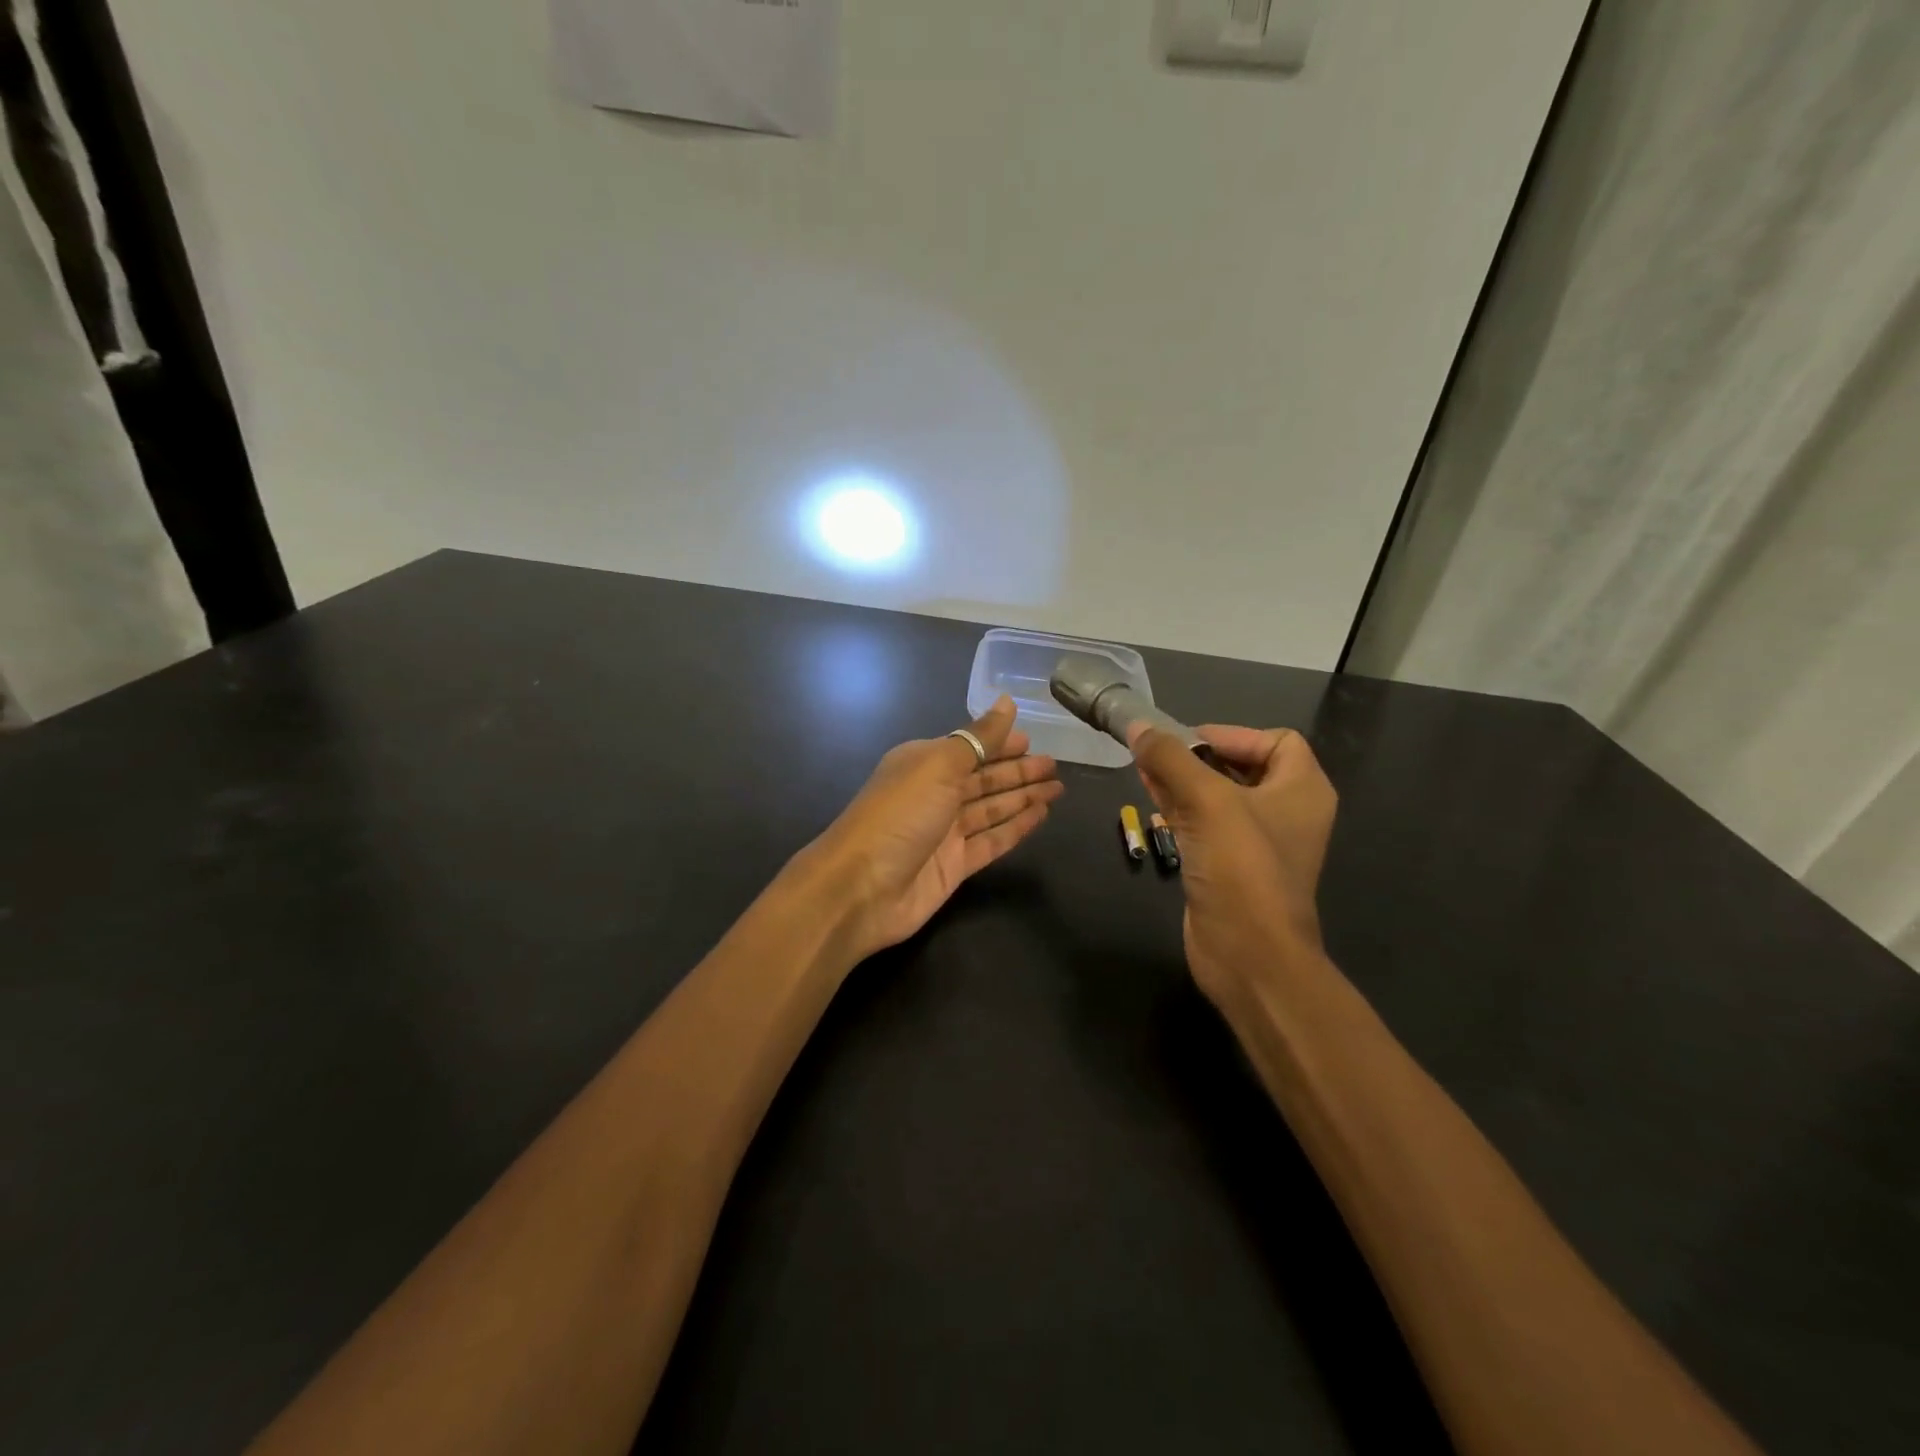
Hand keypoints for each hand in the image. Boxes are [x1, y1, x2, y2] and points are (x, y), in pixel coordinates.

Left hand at [802, 696, 1063, 962]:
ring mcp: (944, 832)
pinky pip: (993, 840)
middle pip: (983, 778)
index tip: (1032, 739)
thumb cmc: (899, 814)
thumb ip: (978, 738)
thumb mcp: (939, 765)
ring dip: (1022, 797)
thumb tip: (1006, 701)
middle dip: (1017, 771)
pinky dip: (1016, 827)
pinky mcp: (955, 865)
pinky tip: (1041, 816)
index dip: (1000, 743)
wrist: (862, 887)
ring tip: (1058, 788)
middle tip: (1055, 765)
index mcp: (922, 763)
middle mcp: (933, 794)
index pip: (969, 748)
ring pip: (991, 809)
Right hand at [1131, 724, 1337, 1006]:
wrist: (1249, 955)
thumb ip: (1171, 759)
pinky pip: (1205, 825)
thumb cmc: (1242, 869)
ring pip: (1217, 796)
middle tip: (1155, 753)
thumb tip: (1138, 726)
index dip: (1232, 735)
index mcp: (1302, 789)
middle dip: (1197, 757)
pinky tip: (1149, 803)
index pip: (1275, 740)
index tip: (1187, 742)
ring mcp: (1257, 843)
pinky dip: (1180, 809)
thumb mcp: (1207, 802)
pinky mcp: (1230, 867)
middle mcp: (1286, 811)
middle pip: (1240, 766)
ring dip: (1182, 781)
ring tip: (1143, 771)